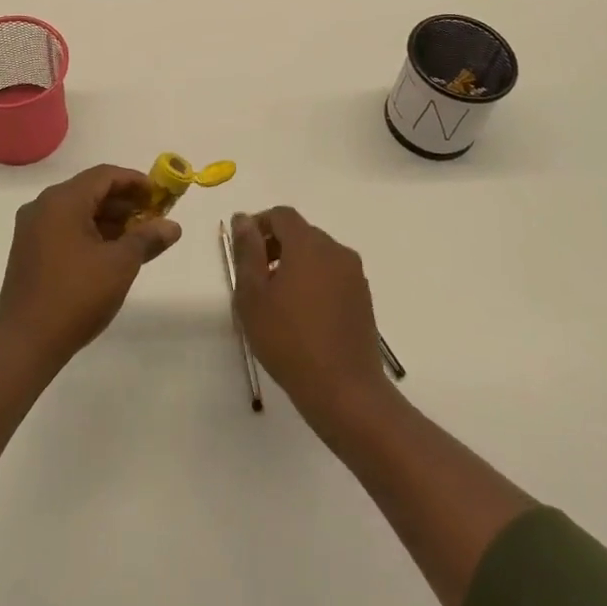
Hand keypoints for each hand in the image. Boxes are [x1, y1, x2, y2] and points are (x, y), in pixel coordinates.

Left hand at [0, 164, 180, 372]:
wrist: (24, 343)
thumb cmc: (76, 296)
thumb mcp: (120, 265)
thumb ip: (147, 238)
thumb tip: (173, 226)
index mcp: (62, 201)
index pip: (104, 175)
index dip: (135, 181)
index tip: (160, 195)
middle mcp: (43, 206)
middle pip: (90, 191)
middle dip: (124, 202)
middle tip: (154, 217)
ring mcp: (32, 229)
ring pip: (78, 211)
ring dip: (109, 219)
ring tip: (138, 238)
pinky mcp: (29, 251)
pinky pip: (65, 228)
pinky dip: (90, 232)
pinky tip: (111, 252)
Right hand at [231, 207, 390, 429]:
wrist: (344, 390)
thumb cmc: (289, 340)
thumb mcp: (253, 295)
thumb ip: (247, 251)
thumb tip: (243, 218)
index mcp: (308, 244)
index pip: (281, 215)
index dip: (259, 225)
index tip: (243, 251)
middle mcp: (336, 250)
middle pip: (301, 233)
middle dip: (275, 247)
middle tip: (255, 280)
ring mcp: (354, 275)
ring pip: (317, 255)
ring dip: (295, 266)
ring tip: (277, 302)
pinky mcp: (363, 298)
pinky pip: (332, 276)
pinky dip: (314, 283)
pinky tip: (302, 317)